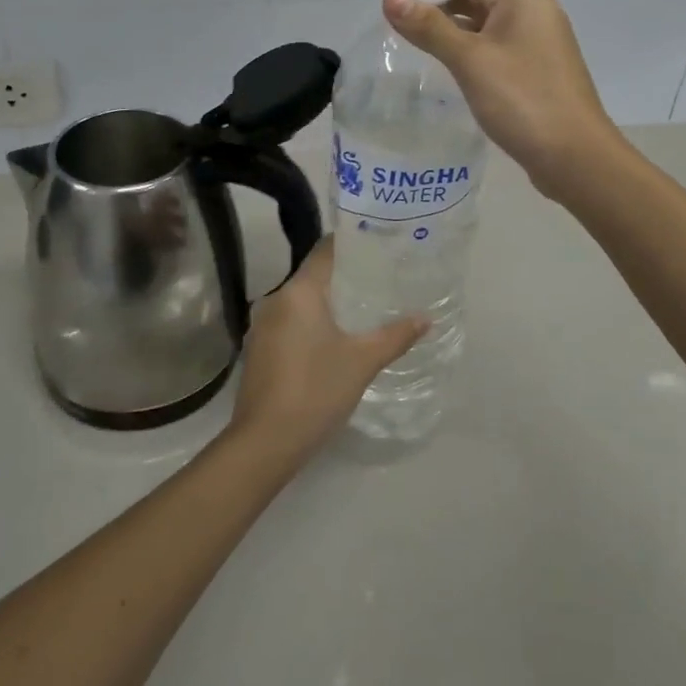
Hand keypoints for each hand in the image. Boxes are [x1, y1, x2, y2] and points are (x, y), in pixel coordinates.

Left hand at [227, 239, 427, 466]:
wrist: (265, 443)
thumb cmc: (316, 391)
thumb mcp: (362, 362)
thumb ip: (395, 336)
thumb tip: (426, 318)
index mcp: (298, 292)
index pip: (325, 251)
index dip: (351, 243)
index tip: (379, 242)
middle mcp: (275, 300)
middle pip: (314, 276)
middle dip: (346, 276)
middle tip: (382, 276)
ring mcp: (263, 326)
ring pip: (302, 301)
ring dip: (329, 302)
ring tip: (365, 306)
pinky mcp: (259, 350)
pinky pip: (291, 322)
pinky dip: (313, 323)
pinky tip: (336, 338)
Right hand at [384, 0, 619, 197]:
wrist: (575, 157)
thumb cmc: (522, 100)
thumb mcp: (470, 60)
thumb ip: (429, 27)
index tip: (393, 6)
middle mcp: (533, 10)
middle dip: (437, 8)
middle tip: (397, 30)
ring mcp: (538, 41)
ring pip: (485, 24)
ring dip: (452, 32)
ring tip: (415, 49)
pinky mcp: (538, 69)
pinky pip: (497, 48)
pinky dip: (471, 52)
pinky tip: (451, 71)